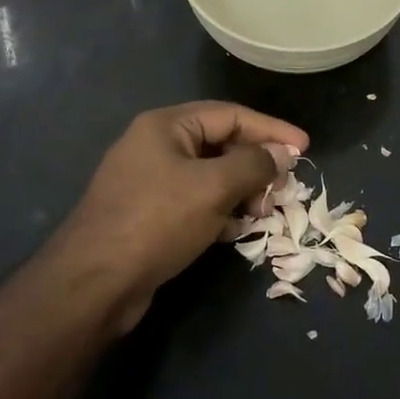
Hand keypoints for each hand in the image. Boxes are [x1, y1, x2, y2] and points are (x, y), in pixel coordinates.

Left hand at [50, 101, 309, 332]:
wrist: (94, 283)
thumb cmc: (157, 221)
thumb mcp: (213, 186)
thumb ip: (254, 164)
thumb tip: (283, 153)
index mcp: (166, 126)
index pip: (230, 115)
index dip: (271, 129)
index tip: (305, 148)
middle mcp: (156, 146)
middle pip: (221, 144)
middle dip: (256, 166)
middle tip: (283, 189)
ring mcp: (149, 182)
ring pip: (210, 177)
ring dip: (241, 192)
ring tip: (261, 214)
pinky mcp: (149, 215)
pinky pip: (195, 202)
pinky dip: (219, 212)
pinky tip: (234, 232)